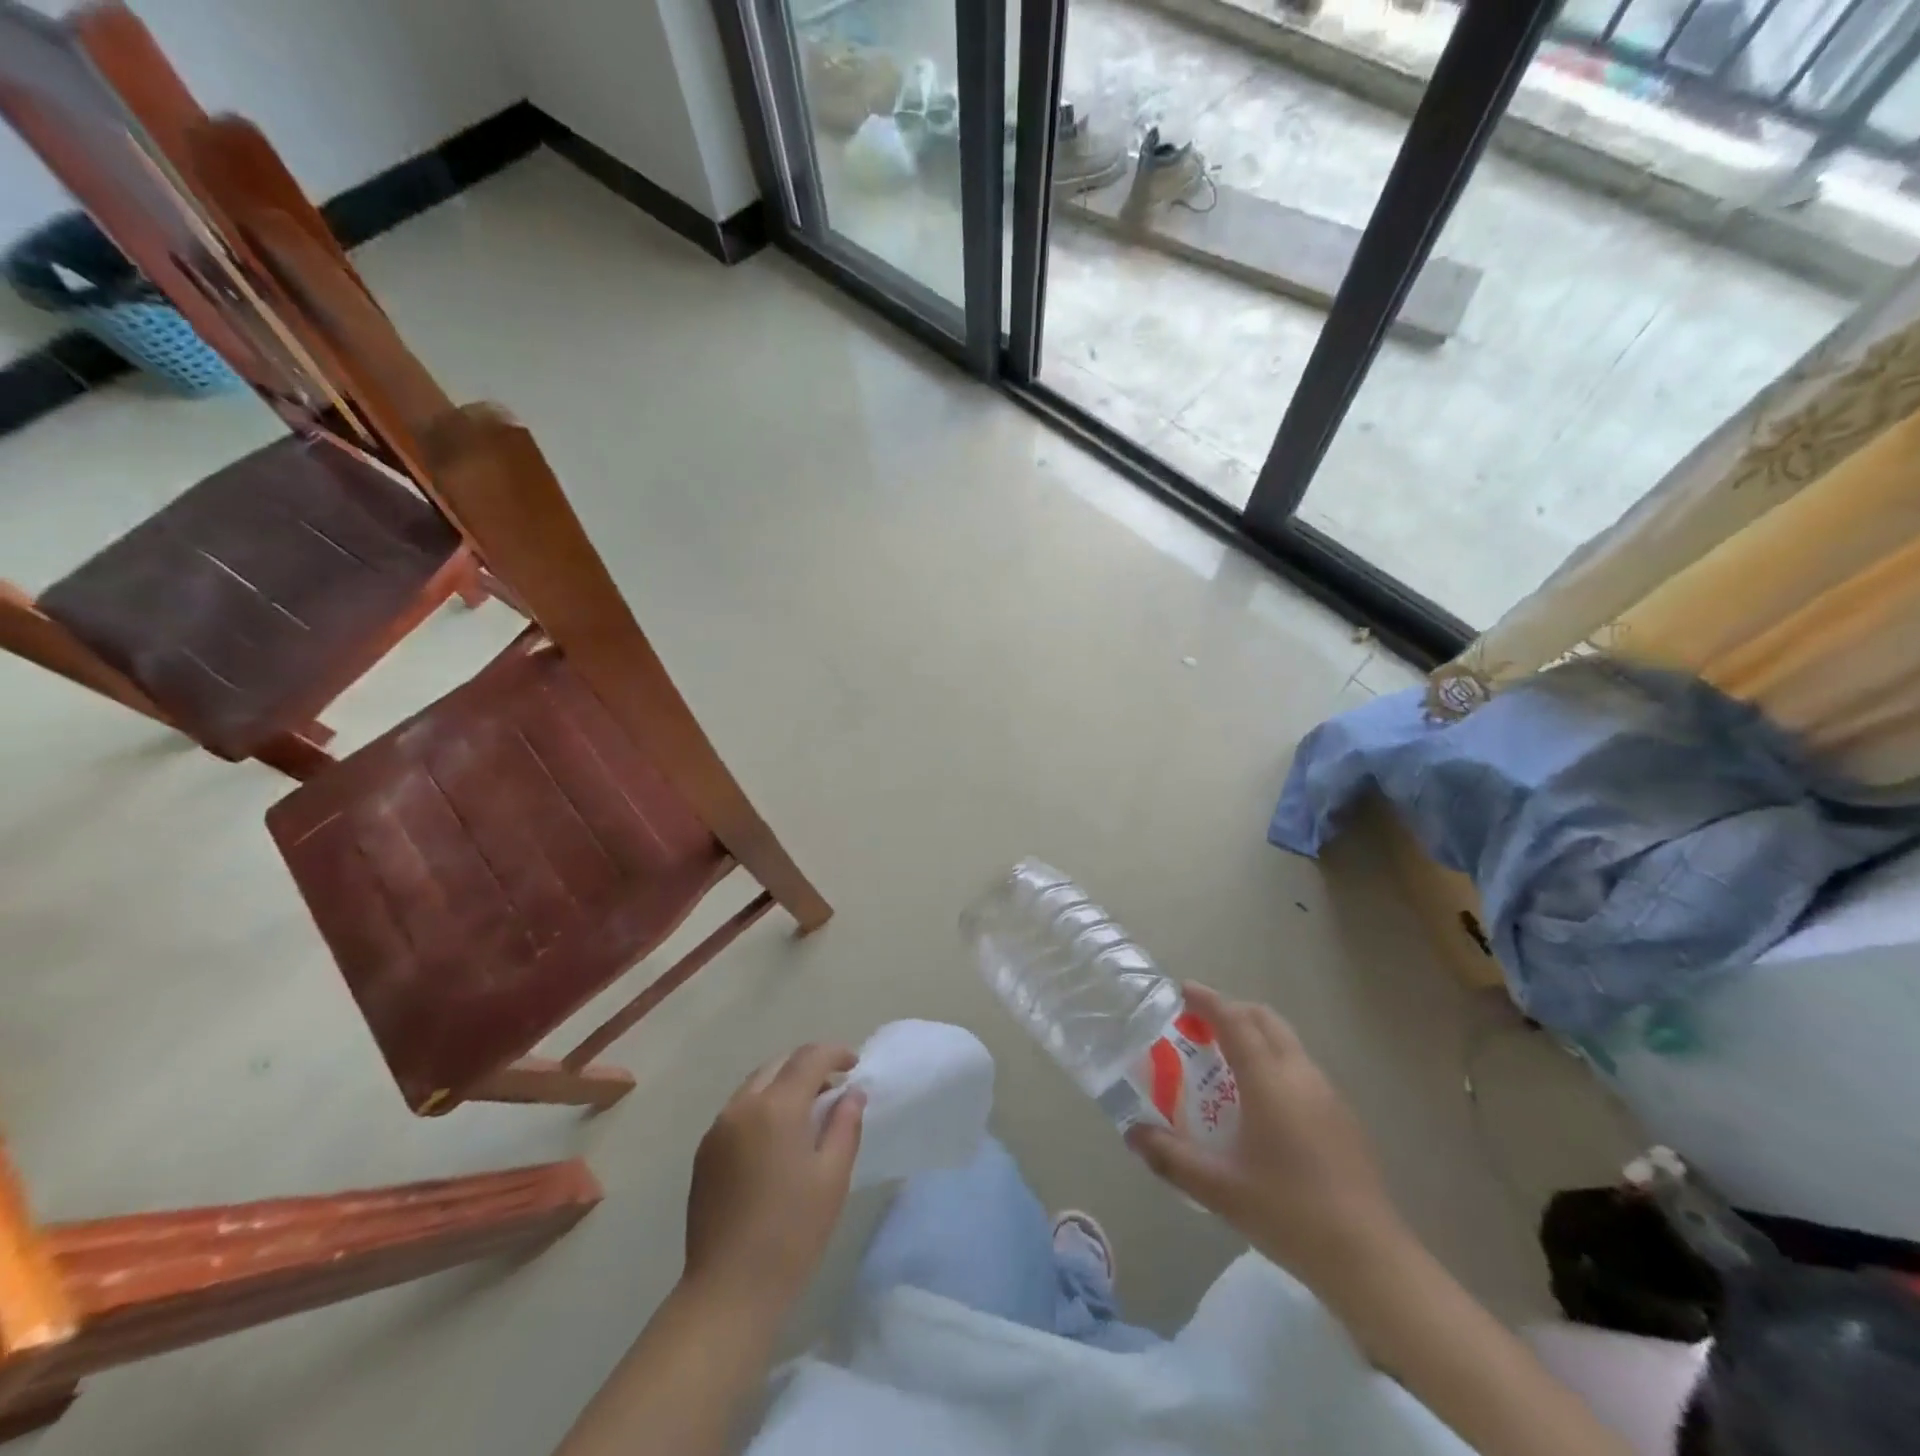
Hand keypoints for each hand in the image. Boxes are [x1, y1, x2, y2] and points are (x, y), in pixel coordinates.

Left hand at [683, 1043, 864, 1316]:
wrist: (728, 1291)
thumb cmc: (792, 1233)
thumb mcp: (832, 1177)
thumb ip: (844, 1125)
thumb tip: (851, 1093)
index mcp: (776, 1107)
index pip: (809, 1058)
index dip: (835, 1053)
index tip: (854, 1065)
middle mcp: (742, 1107)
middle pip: (779, 1064)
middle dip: (809, 1066)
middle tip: (834, 1088)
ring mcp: (718, 1129)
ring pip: (756, 1085)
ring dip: (784, 1085)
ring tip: (808, 1113)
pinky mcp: (705, 1153)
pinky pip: (739, 1110)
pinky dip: (763, 1106)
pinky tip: (778, 1139)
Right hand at [1126, 984, 1404, 1290]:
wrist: (1370, 1260)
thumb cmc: (1289, 1213)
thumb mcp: (1219, 1188)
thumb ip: (1171, 1157)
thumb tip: (1133, 1133)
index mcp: (1269, 1080)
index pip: (1235, 1020)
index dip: (1208, 1000)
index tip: (1183, 990)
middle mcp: (1300, 1074)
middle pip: (1264, 1020)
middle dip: (1231, 1011)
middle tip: (1199, 1026)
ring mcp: (1328, 1094)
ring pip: (1286, 1042)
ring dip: (1254, 1036)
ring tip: (1224, 1064)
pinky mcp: (1342, 1117)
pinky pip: (1300, 1068)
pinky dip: (1273, 1061)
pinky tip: (1260, 1104)